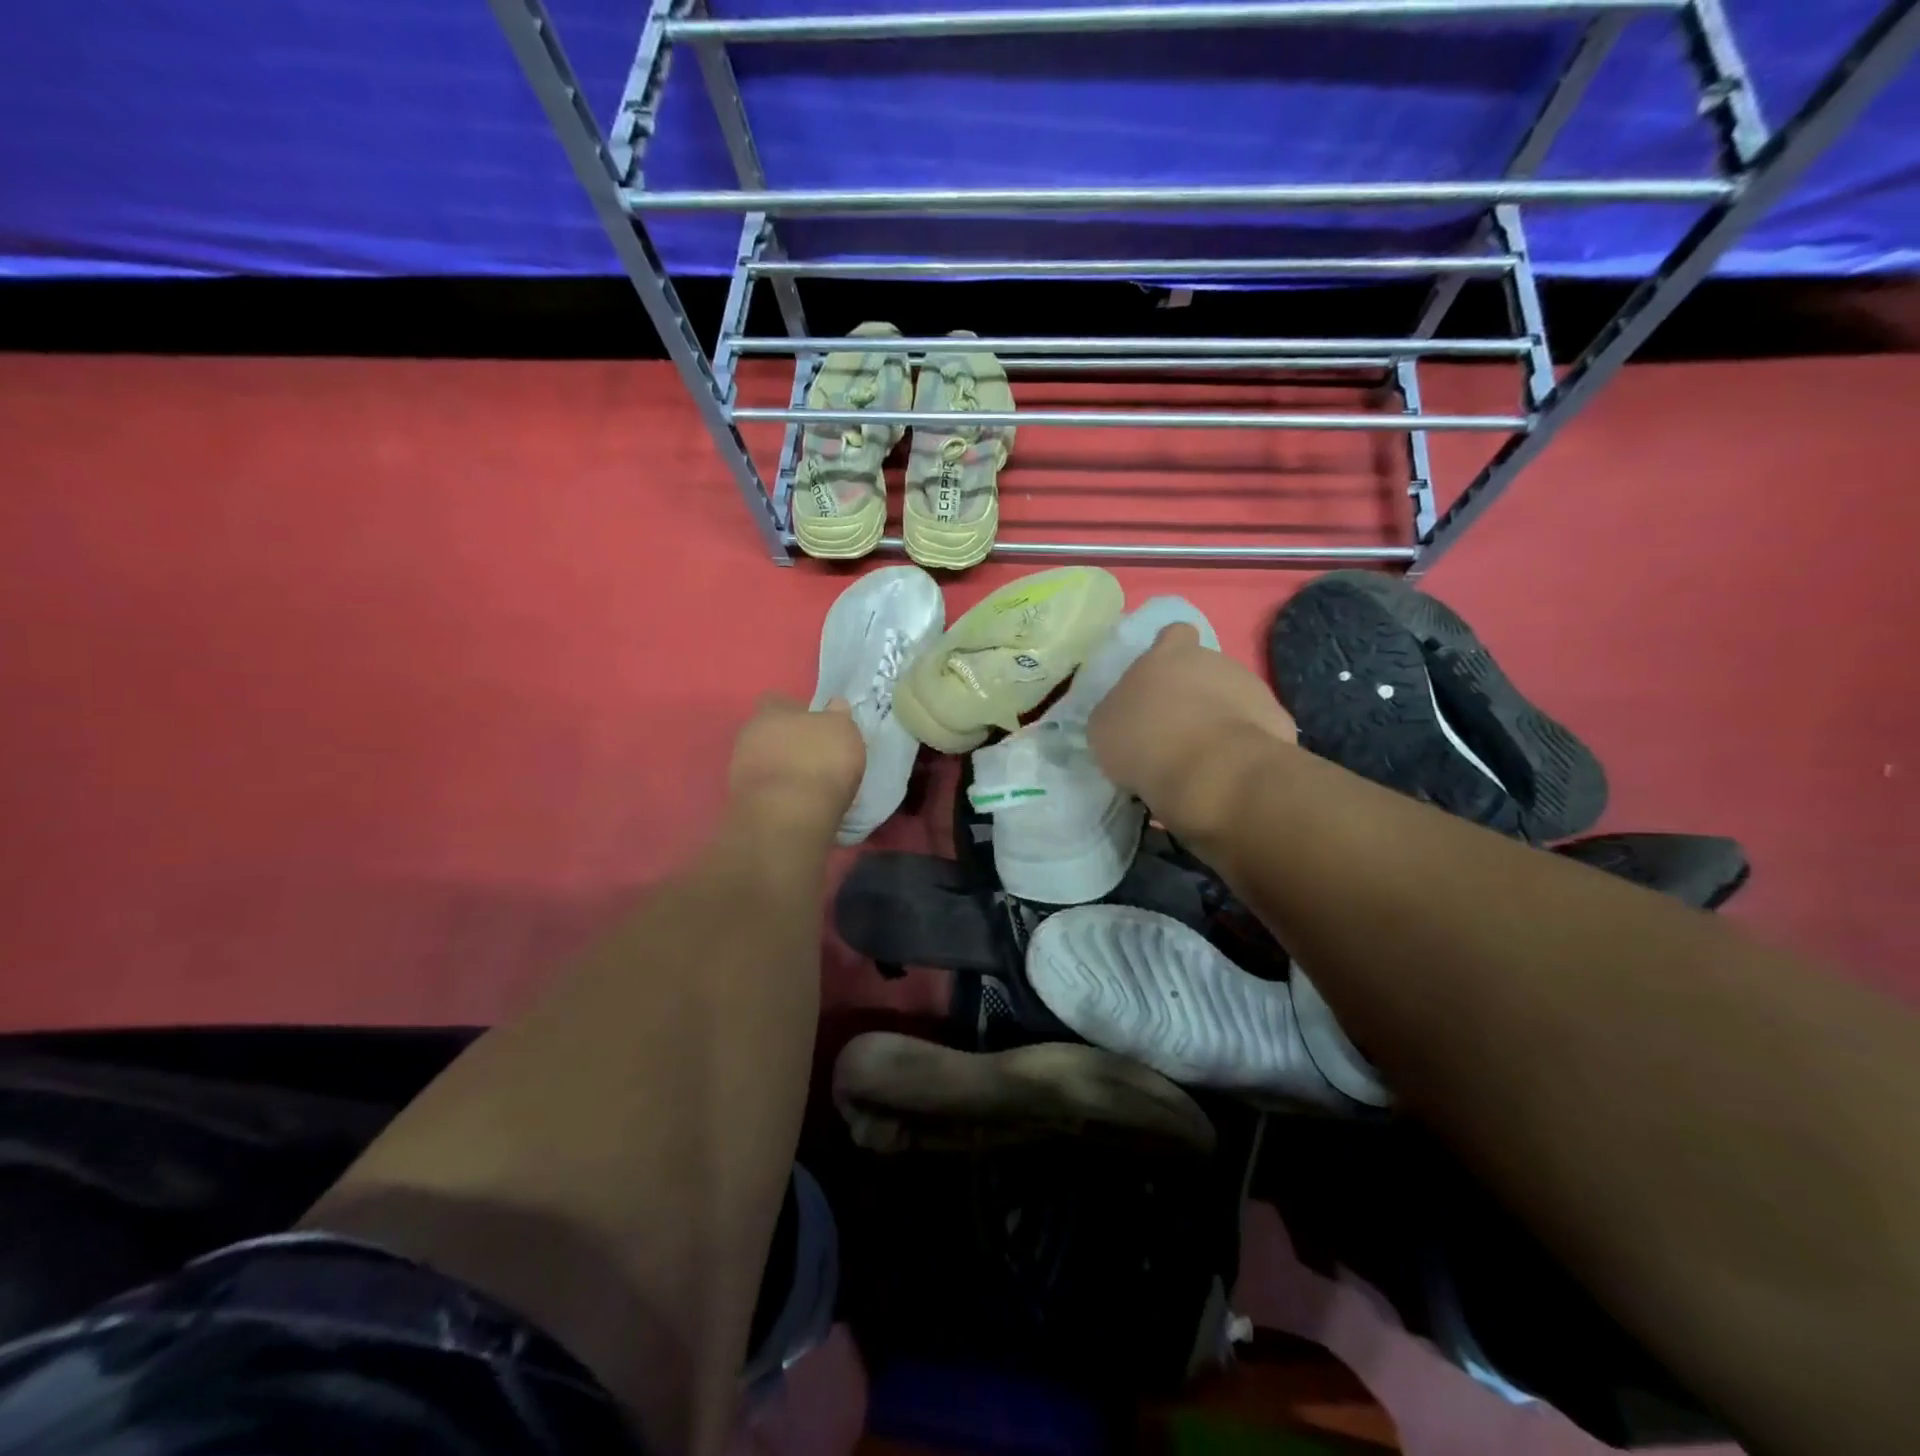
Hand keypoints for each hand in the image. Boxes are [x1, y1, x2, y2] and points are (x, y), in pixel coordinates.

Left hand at [728, 694, 865, 830]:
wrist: (787, 816)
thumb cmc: (819, 762)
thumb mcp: (843, 732)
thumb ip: (838, 716)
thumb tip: (835, 705)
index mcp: (771, 711)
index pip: (779, 701)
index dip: (798, 711)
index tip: (817, 725)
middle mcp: (749, 734)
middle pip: (769, 732)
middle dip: (788, 741)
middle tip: (814, 756)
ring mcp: (740, 769)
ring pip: (765, 761)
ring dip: (782, 769)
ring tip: (808, 784)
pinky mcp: (741, 800)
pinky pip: (765, 789)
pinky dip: (778, 794)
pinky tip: (797, 803)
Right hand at [1087, 624, 1297, 837]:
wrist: (1213, 773)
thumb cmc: (1145, 741)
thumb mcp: (1104, 728)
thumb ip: (1118, 712)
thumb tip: (1128, 716)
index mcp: (1169, 655)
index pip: (1174, 635)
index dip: (1168, 653)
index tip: (1159, 680)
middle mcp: (1216, 661)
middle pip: (1205, 670)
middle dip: (1194, 694)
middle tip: (1173, 732)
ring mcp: (1254, 688)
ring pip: (1233, 699)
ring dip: (1219, 720)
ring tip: (1200, 759)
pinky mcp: (1279, 721)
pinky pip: (1255, 731)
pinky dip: (1241, 747)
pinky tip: (1227, 773)